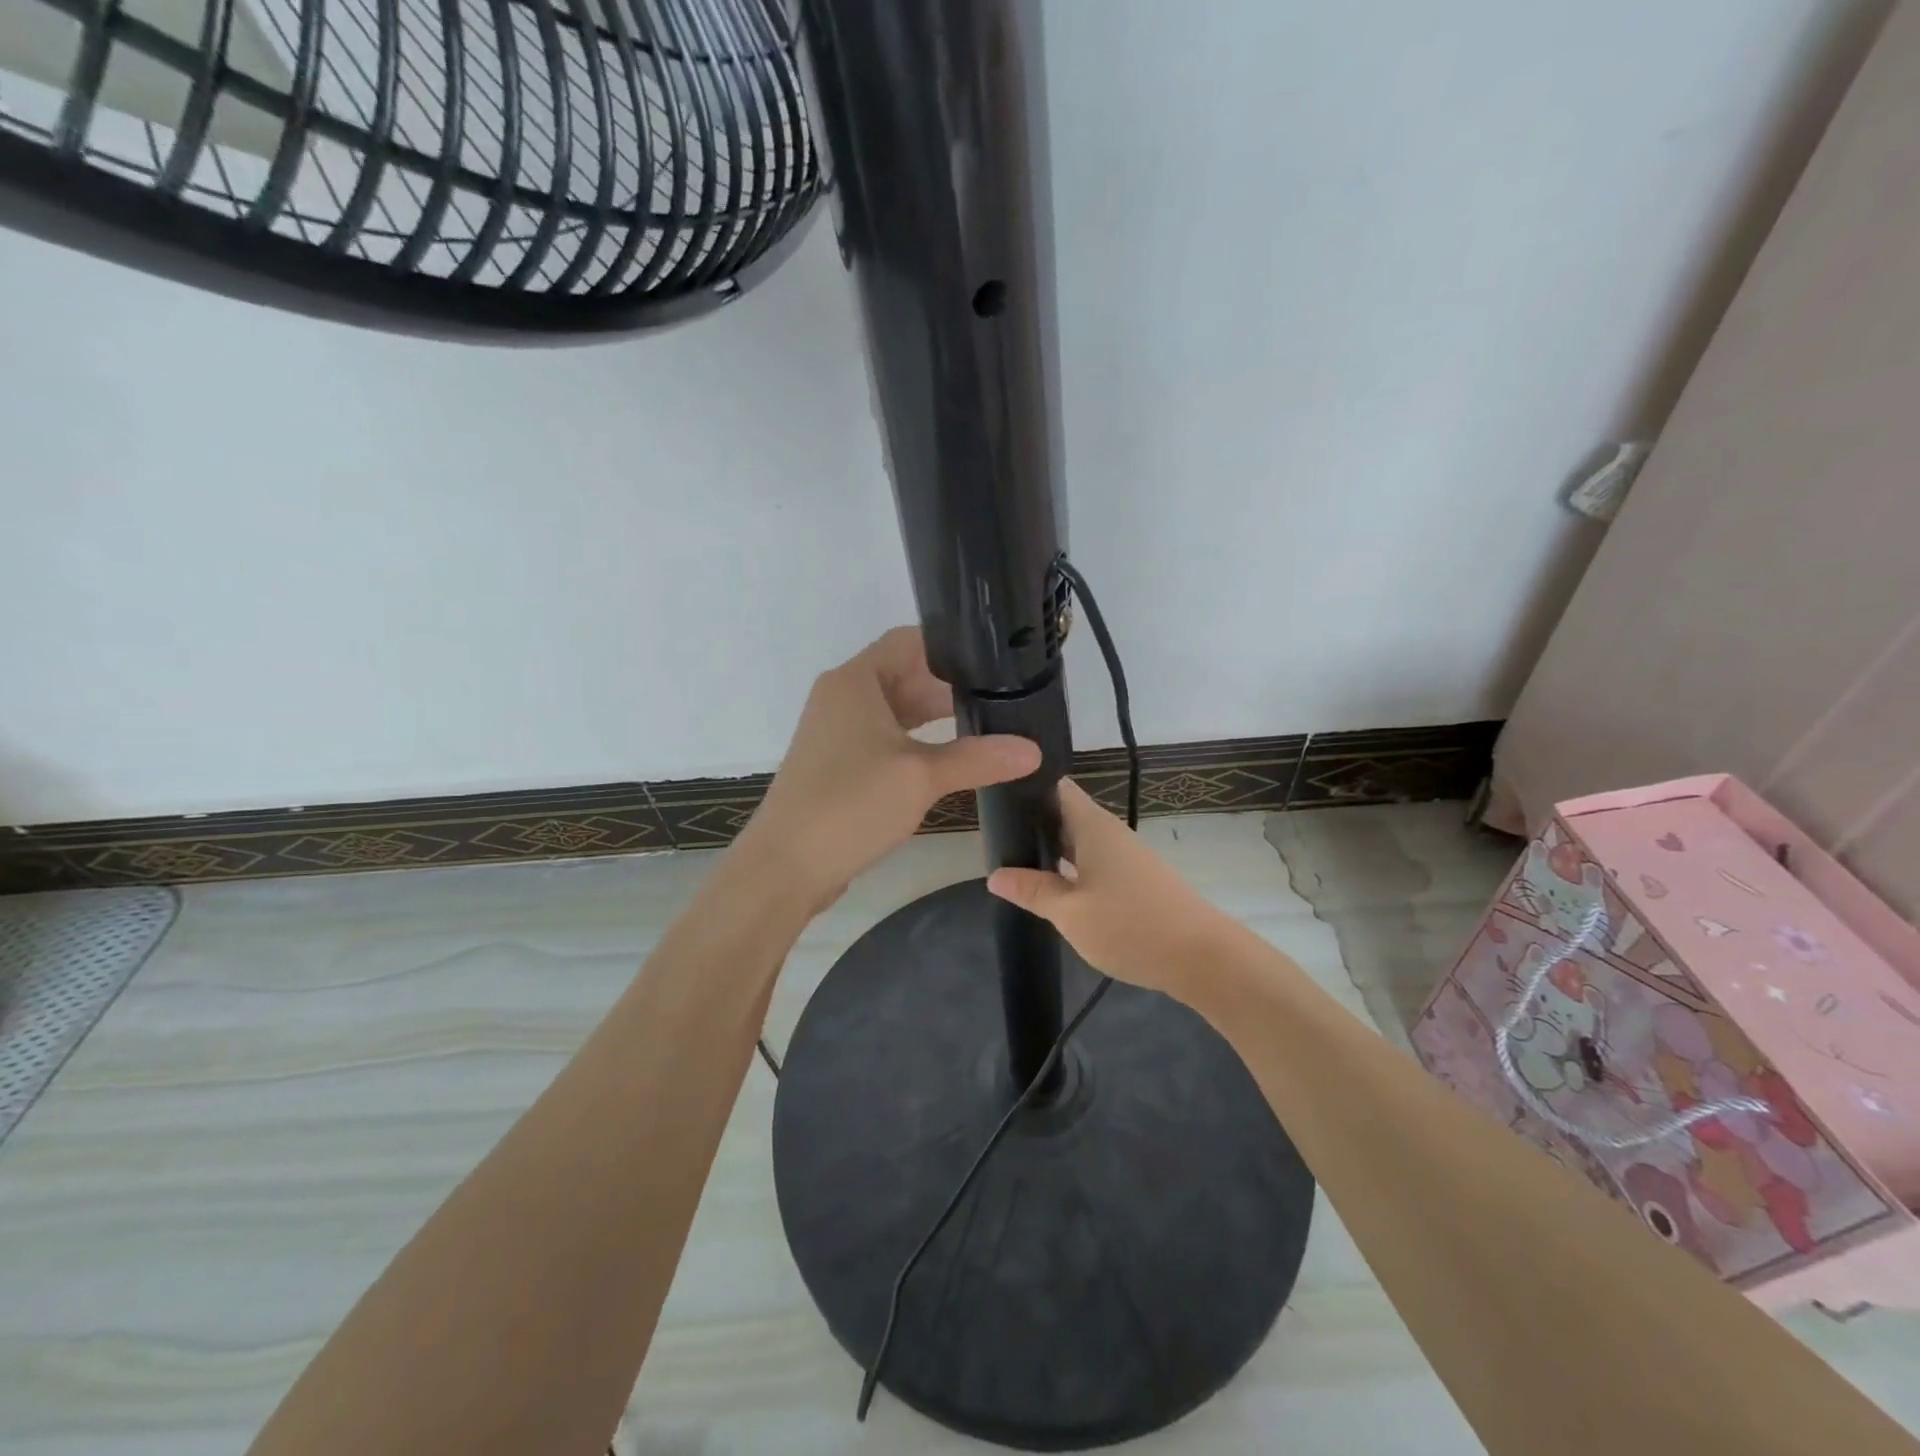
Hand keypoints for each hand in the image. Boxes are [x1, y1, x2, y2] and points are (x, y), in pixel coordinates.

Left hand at [735, 627, 1042, 911]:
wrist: (786, 865)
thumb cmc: (851, 804)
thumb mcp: (921, 777)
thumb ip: (978, 758)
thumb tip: (1034, 750)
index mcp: (855, 681)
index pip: (909, 641)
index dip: (951, 646)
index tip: (995, 658)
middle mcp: (842, 696)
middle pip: (904, 674)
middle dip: (949, 686)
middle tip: (1002, 695)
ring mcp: (837, 731)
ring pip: (895, 710)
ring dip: (934, 717)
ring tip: (986, 724)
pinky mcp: (838, 764)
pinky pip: (884, 738)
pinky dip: (915, 742)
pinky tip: (949, 758)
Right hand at [985, 779, 1234, 999]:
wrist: (1202, 958)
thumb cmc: (1131, 926)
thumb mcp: (1070, 913)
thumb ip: (1032, 891)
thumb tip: (995, 875)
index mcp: (1093, 826)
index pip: (1056, 787)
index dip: (1026, 787)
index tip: (995, 795)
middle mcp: (1110, 833)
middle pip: (1065, 815)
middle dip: (1031, 824)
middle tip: (992, 836)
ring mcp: (1125, 856)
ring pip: (1078, 842)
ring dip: (1050, 850)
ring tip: (1012, 861)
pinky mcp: (1136, 879)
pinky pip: (1094, 863)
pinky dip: (1070, 869)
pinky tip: (1052, 887)